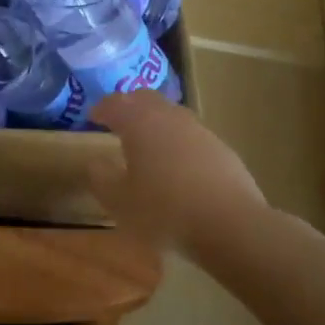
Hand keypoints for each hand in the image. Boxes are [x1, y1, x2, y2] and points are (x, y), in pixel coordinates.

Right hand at [87, 91, 266, 249]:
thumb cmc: (164, 211)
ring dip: (155, 121)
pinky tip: (177, 164)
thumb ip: (101, 178)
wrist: (231, 225)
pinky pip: (191, 135)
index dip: (102, 107)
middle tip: (118, 120)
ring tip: (147, 142)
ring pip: (171, 114)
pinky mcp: (222, 149)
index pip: (115, 103)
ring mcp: (199, 131)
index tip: (93, 116)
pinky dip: (177, 141)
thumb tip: (95, 163)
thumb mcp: (119, 202)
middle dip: (129, 105)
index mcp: (139, 123)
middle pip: (146, 99)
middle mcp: (169, 117)